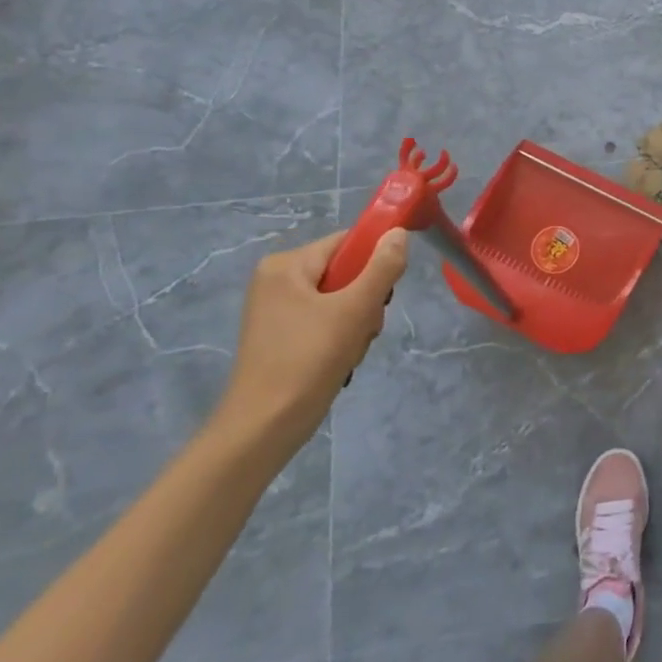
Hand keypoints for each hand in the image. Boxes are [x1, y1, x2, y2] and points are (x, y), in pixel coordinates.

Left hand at [212, 228, 408, 454]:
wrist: (263, 430)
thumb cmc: (308, 361)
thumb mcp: (355, 310)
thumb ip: (382, 267)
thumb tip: (399, 232)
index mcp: (286, 265)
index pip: (347, 243)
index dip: (375, 263)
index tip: (384, 295)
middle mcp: (276, 280)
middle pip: (346, 272)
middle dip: (365, 301)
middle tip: (363, 329)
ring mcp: (276, 309)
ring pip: (340, 299)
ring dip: (356, 323)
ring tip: (349, 351)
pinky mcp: (281, 335)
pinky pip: (325, 320)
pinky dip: (340, 338)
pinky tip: (339, 361)